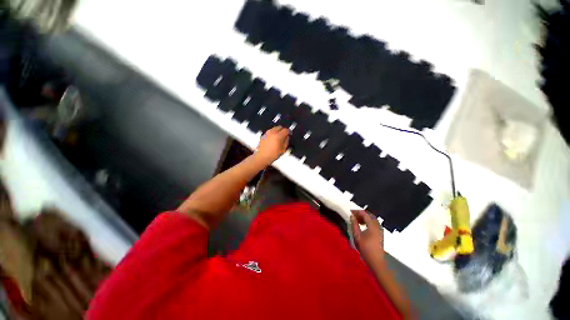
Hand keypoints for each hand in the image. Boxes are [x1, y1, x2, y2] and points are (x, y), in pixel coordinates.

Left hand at [256, 126, 289, 164]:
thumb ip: (286, 141)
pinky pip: (270, 131)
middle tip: (284, 135)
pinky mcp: (264, 134)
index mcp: (278, 136)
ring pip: (275, 128)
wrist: (262, 157)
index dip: (289, 132)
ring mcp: (267, 133)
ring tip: (279, 137)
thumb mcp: (283, 150)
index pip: (286, 130)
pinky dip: (273, 133)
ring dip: (278, 131)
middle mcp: (272, 133)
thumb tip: (287, 137)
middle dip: (283, 130)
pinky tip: (273, 138)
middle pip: (280, 127)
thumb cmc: (272, 155)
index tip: (289, 134)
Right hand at [351, 210, 384, 265]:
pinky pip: (374, 223)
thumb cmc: (365, 248)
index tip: (350, 212)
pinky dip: (368, 221)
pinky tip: (363, 225)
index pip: (365, 214)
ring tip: (357, 219)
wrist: (375, 261)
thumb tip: (352, 216)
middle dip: (361, 214)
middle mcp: (378, 226)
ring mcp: (380, 230)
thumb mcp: (357, 236)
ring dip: (364, 217)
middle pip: (370, 215)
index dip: (357, 211)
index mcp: (372, 226)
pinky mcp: (380, 234)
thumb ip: (354, 224)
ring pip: (372, 219)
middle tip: (353, 215)